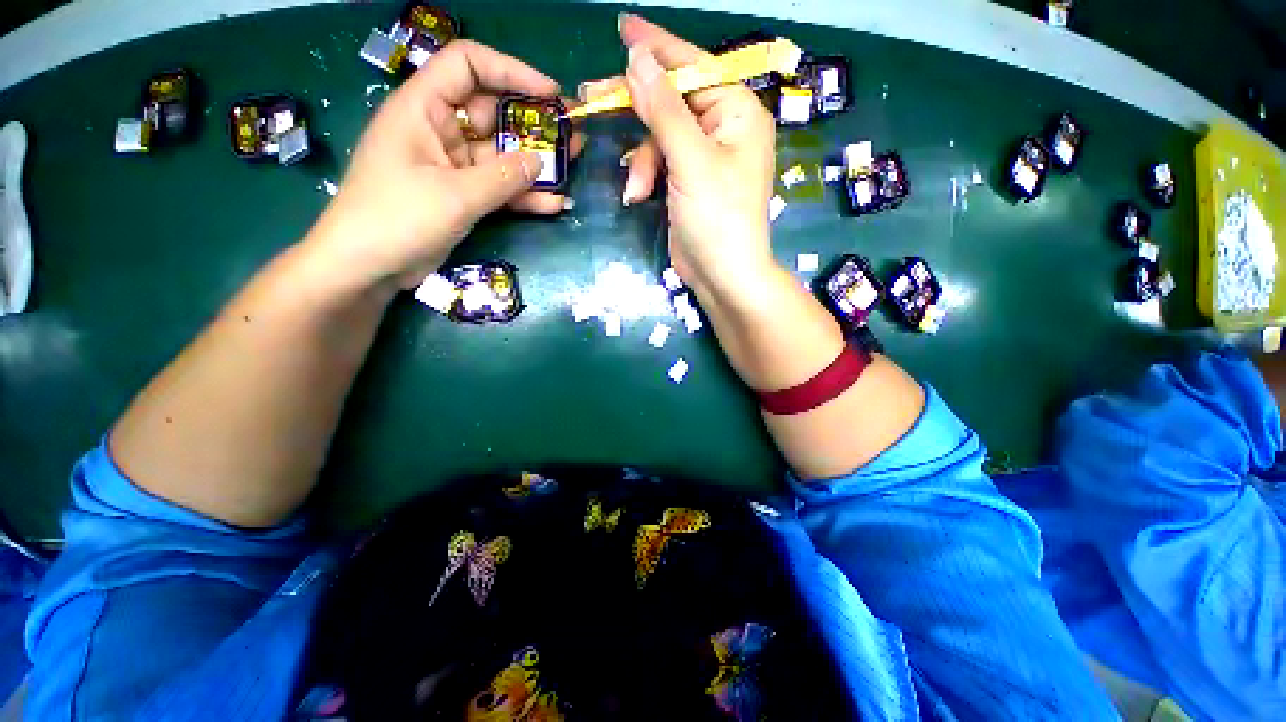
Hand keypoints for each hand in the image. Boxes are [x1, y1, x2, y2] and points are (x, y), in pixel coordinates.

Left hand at [306, 41, 584, 290]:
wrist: (367, 267)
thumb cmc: (397, 219)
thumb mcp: (455, 196)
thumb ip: (502, 177)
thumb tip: (540, 162)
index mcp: (423, 109)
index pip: (467, 66)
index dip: (510, 71)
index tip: (550, 92)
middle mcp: (438, 130)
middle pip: (491, 112)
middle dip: (533, 122)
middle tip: (572, 133)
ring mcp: (451, 166)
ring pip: (499, 155)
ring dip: (535, 162)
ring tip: (574, 163)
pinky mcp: (460, 195)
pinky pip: (497, 187)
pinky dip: (523, 195)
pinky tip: (553, 204)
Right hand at [593, 16, 777, 297]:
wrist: (723, 276)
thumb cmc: (717, 218)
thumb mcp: (691, 160)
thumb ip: (663, 109)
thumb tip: (638, 58)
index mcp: (737, 112)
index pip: (693, 67)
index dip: (657, 47)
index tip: (623, 29)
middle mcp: (723, 129)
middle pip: (671, 101)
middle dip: (636, 109)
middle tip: (590, 96)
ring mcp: (704, 158)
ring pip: (659, 137)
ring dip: (642, 162)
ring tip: (637, 190)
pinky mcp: (688, 182)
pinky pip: (659, 163)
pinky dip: (645, 177)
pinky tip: (638, 196)